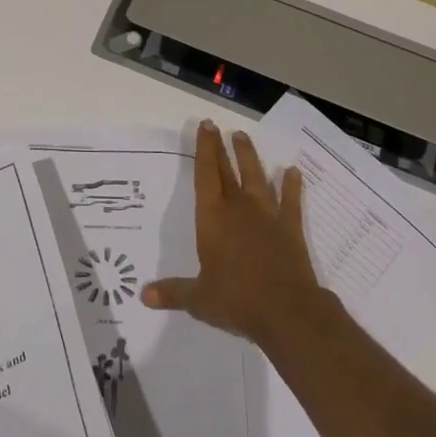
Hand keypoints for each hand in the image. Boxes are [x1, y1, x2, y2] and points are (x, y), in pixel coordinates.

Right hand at [142, 119, 323, 342]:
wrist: (286, 310)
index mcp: (212, 219)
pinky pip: (291, 201)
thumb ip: (172, 293)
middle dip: (220, 148)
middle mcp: (238, 209)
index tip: (205, 127)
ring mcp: (267, 215)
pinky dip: (292, 185)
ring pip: (256, 177)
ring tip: (243, 137)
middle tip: (217, 126)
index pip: (205, 176)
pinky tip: (293, 171)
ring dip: (249, 157)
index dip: (204, 150)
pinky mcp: (290, 228)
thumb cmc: (236, 300)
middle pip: (227, 171)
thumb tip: (142, 295)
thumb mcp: (198, 300)